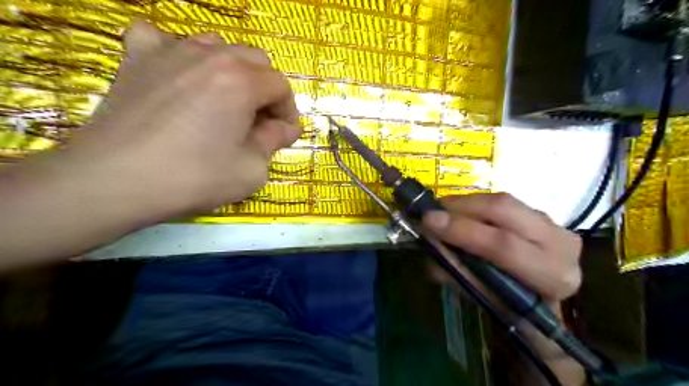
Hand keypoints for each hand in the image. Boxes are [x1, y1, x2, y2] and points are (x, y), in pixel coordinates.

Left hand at [61, 22, 297, 216]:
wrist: (115, 180)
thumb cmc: (194, 177)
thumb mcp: (252, 169)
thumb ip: (274, 142)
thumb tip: (285, 128)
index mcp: (241, 81)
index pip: (281, 86)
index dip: (288, 111)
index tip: (284, 135)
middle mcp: (210, 56)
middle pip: (255, 60)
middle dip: (265, 90)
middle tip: (258, 122)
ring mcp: (170, 51)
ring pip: (218, 47)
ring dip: (232, 72)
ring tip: (225, 101)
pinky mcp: (137, 58)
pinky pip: (164, 40)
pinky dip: (179, 54)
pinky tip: (179, 76)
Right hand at [422, 194, 583, 383]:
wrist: (544, 300)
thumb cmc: (514, 308)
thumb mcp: (484, 299)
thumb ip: (457, 272)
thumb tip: (428, 246)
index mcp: (552, 275)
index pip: (503, 245)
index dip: (462, 231)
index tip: (428, 221)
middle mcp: (560, 242)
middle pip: (504, 210)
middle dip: (461, 208)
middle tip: (431, 212)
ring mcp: (553, 223)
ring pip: (502, 200)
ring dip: (465, 203)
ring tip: (442, 212)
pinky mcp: (540, 213)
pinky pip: (501, 201)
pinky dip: (475, 204)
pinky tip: (460, 212)